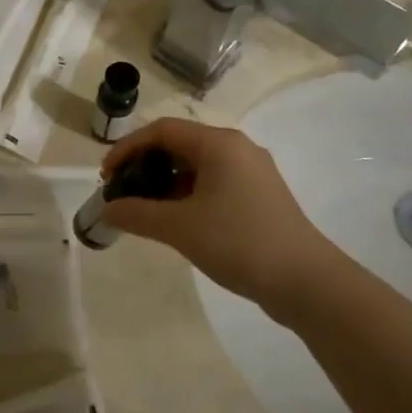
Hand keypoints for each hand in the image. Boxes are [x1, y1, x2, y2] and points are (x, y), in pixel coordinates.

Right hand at [100, 118, 341, 308]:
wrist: (306, 281)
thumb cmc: (238, 242)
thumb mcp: (179, 227)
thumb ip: (137, 213)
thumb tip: (108, 209)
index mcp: (218, 143)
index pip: (161, 131)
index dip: (127, 148)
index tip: (106, 176)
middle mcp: (237, 148)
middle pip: (179, 145)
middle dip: (145, 166)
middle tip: (122, 193)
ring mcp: (252, 172)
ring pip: (196, 166)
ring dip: (165, 183)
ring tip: (144, 210)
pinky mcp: (259, 196)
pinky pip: (213, 183)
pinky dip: (187, 195)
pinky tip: (175, 221)